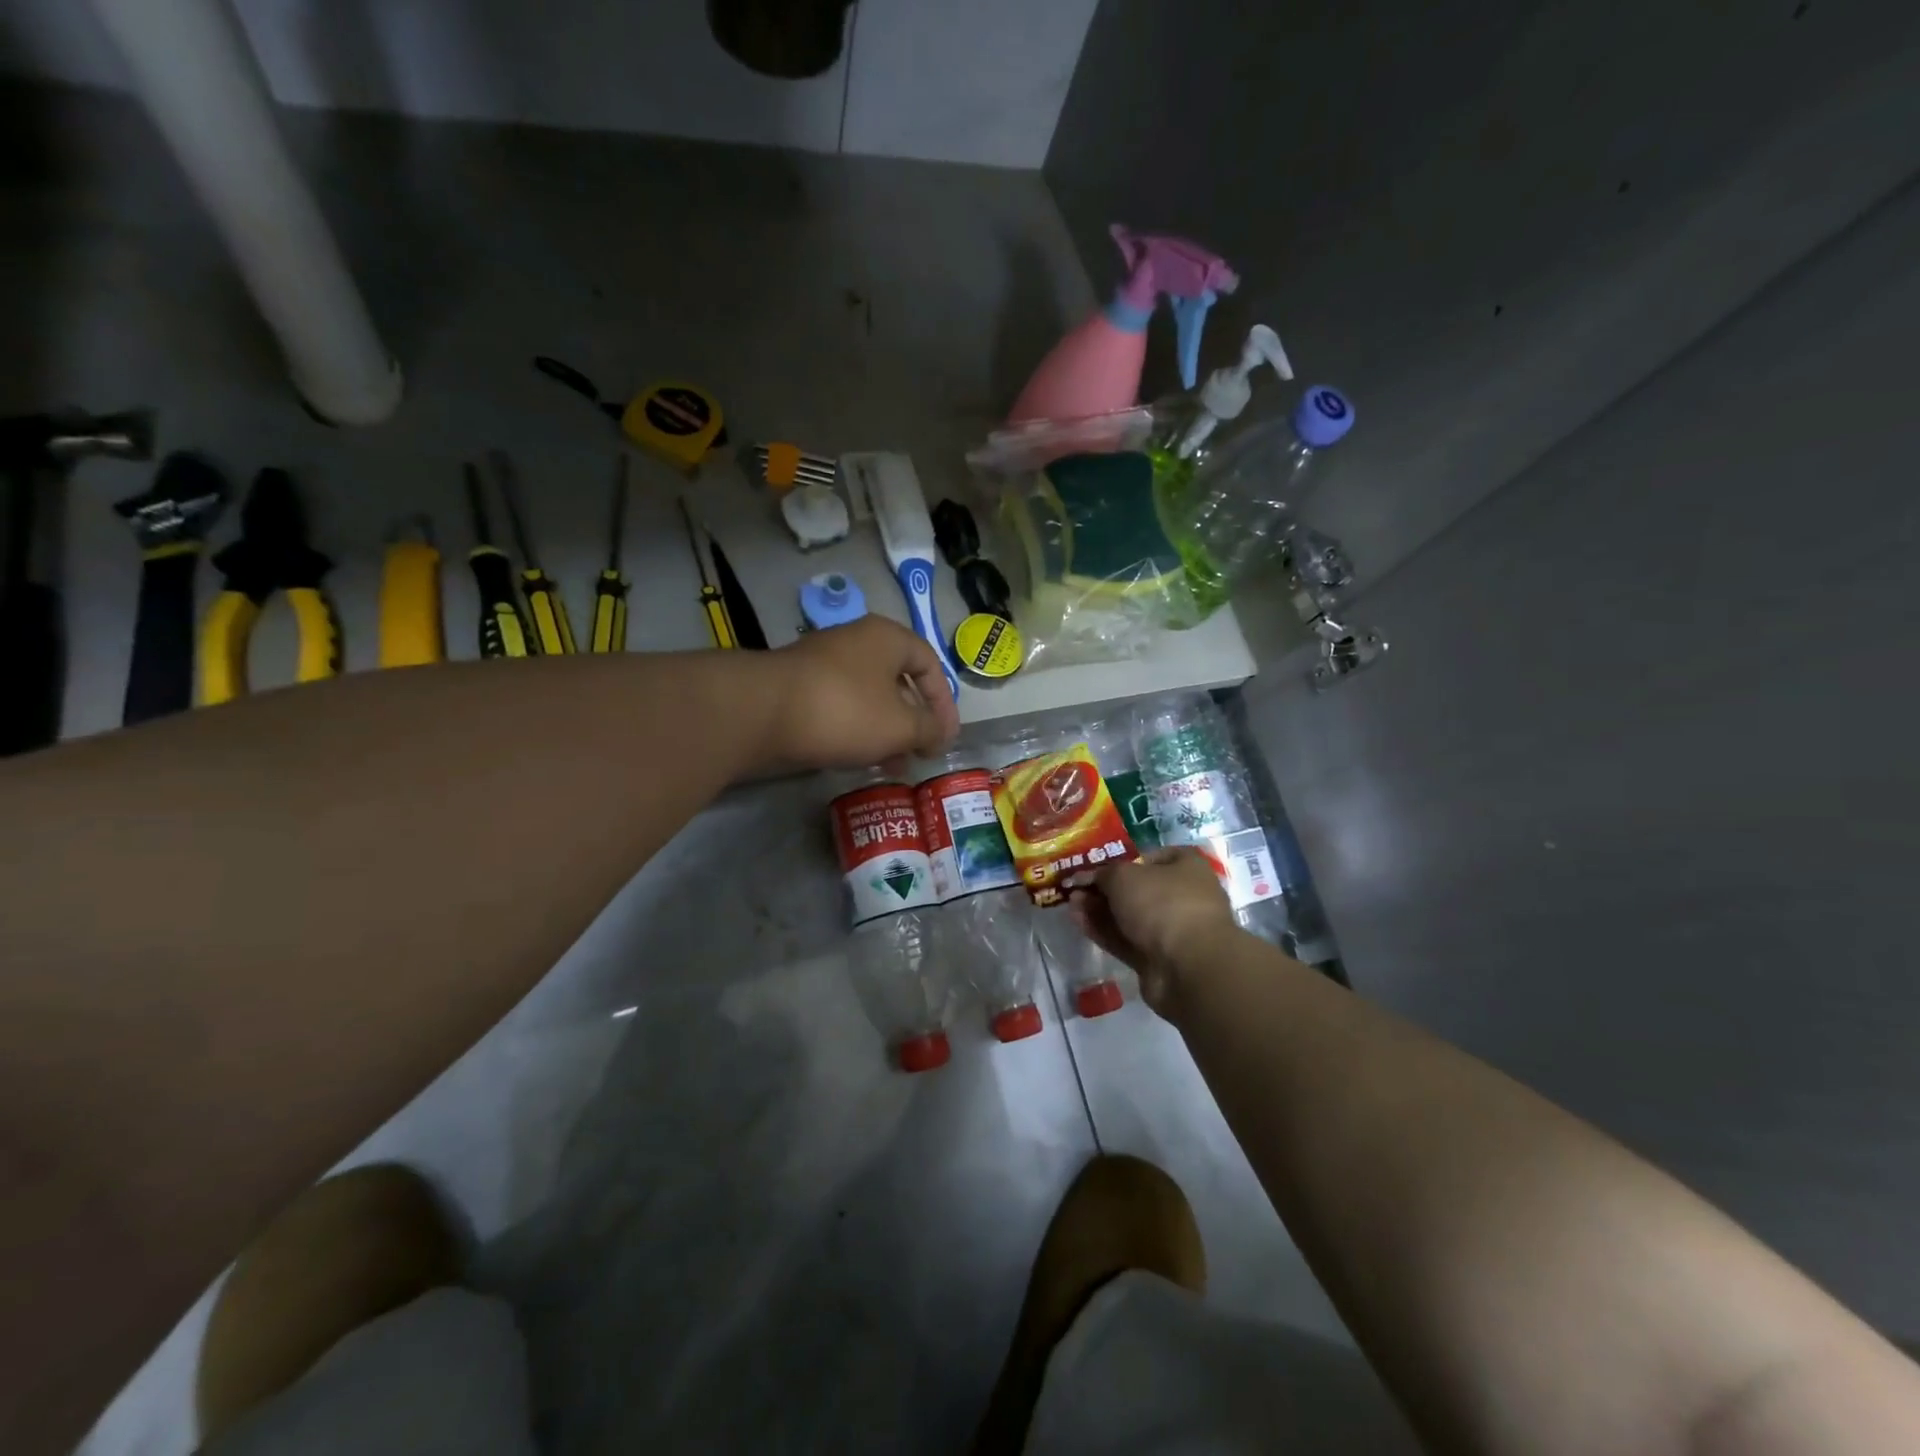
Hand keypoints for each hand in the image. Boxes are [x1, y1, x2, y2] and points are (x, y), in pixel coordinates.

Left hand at [760, 617, 959, 770]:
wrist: (762, 712)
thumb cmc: (845, 710)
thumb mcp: (900, 725)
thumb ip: (929, 729)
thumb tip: (940, 734)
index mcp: (886, 638)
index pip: (930, 664)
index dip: (945, 703)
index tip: (946, 739)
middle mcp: (856, 641)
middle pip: (898, 680)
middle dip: (914, 720)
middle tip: (920, 752)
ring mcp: (823, 663)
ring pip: (869, 696)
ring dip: (886, 730)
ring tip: (893, 764)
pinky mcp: (799, 687)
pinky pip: (841, 706)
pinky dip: (857, 730)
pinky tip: (859, 758)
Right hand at [1069, 848, 1239, 1016]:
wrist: (1188, 966)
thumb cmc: (1162, 903)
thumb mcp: (1124, 876)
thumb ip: (1102, 874)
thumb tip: (1084, 878)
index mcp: (1186, 867)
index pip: (1149, 857)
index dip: (1119, 859)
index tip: (1093, 866)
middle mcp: (1183, 896)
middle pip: (1136, 889)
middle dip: (1103, 888)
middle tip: (1075, 887)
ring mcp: (1171, 930)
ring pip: (1128, 916)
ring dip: (1099, 909)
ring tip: (1070, 903)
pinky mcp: (1157, 959)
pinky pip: (1126, 940)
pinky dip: (1103, 931)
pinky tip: (1078, 921)